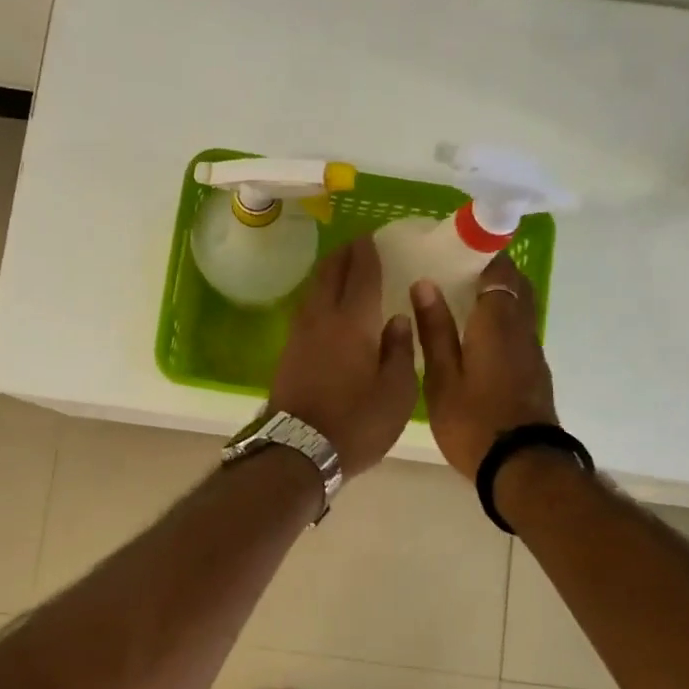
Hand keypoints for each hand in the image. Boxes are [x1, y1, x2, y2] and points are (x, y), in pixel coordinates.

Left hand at [269, 237, 417, 477]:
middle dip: (344, 254)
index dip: (368, 252)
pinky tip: (328, 306)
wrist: (298, 451)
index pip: (360, 273)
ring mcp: (299, 334)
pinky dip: (320, 296)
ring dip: (328, 273)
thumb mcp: (396, 392)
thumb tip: (397, 319)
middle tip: (359, 245)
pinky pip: (307, 309)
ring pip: (313, 290)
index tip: (373, 237)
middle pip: (329, 273)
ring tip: (344, 269)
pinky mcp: (288, 352)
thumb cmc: (357, 423)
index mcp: (352, 321)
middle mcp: (322, 318)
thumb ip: (399, 350)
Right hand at [412, 254, 558, 478]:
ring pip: (520, 308)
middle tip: (456, 270)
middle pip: (515, 286)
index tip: (457, 246)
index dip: (483, 252)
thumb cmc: (474, 421)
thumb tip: (425, 285)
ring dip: (498, 295)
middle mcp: (522, 330)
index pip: (499, 271)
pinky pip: (519, 330)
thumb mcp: (443, 378)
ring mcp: (532, 351)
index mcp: (497, 323)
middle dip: (492, 271)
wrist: (522, 466)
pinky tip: (475, 334)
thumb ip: (435, 330)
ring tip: (461, 298)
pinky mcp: (534, 371)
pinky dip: (501, 320)